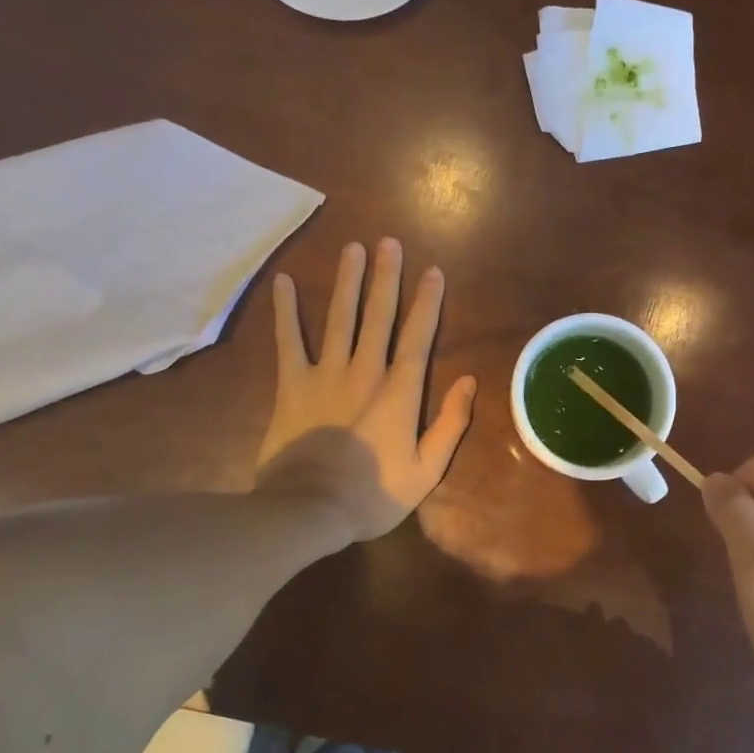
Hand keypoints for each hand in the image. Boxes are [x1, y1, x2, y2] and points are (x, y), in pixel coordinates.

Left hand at [255, 238, 476, 541]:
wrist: (308, 510)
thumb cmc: (373, 494)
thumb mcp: (427, 470)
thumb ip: (451, 424)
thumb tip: (469, 381)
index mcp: (400, 392)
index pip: (418, 337)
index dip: (427, 302)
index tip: (433, 271)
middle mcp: (365, 371)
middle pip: (379, 316)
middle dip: (386, 278)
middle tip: (389, 242)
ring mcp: (326, 374)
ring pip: (340, 318)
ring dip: (347, 282)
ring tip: (352, 248)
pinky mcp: (292, 385)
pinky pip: (288, 341)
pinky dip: (286, 311)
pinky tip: (284, 282)